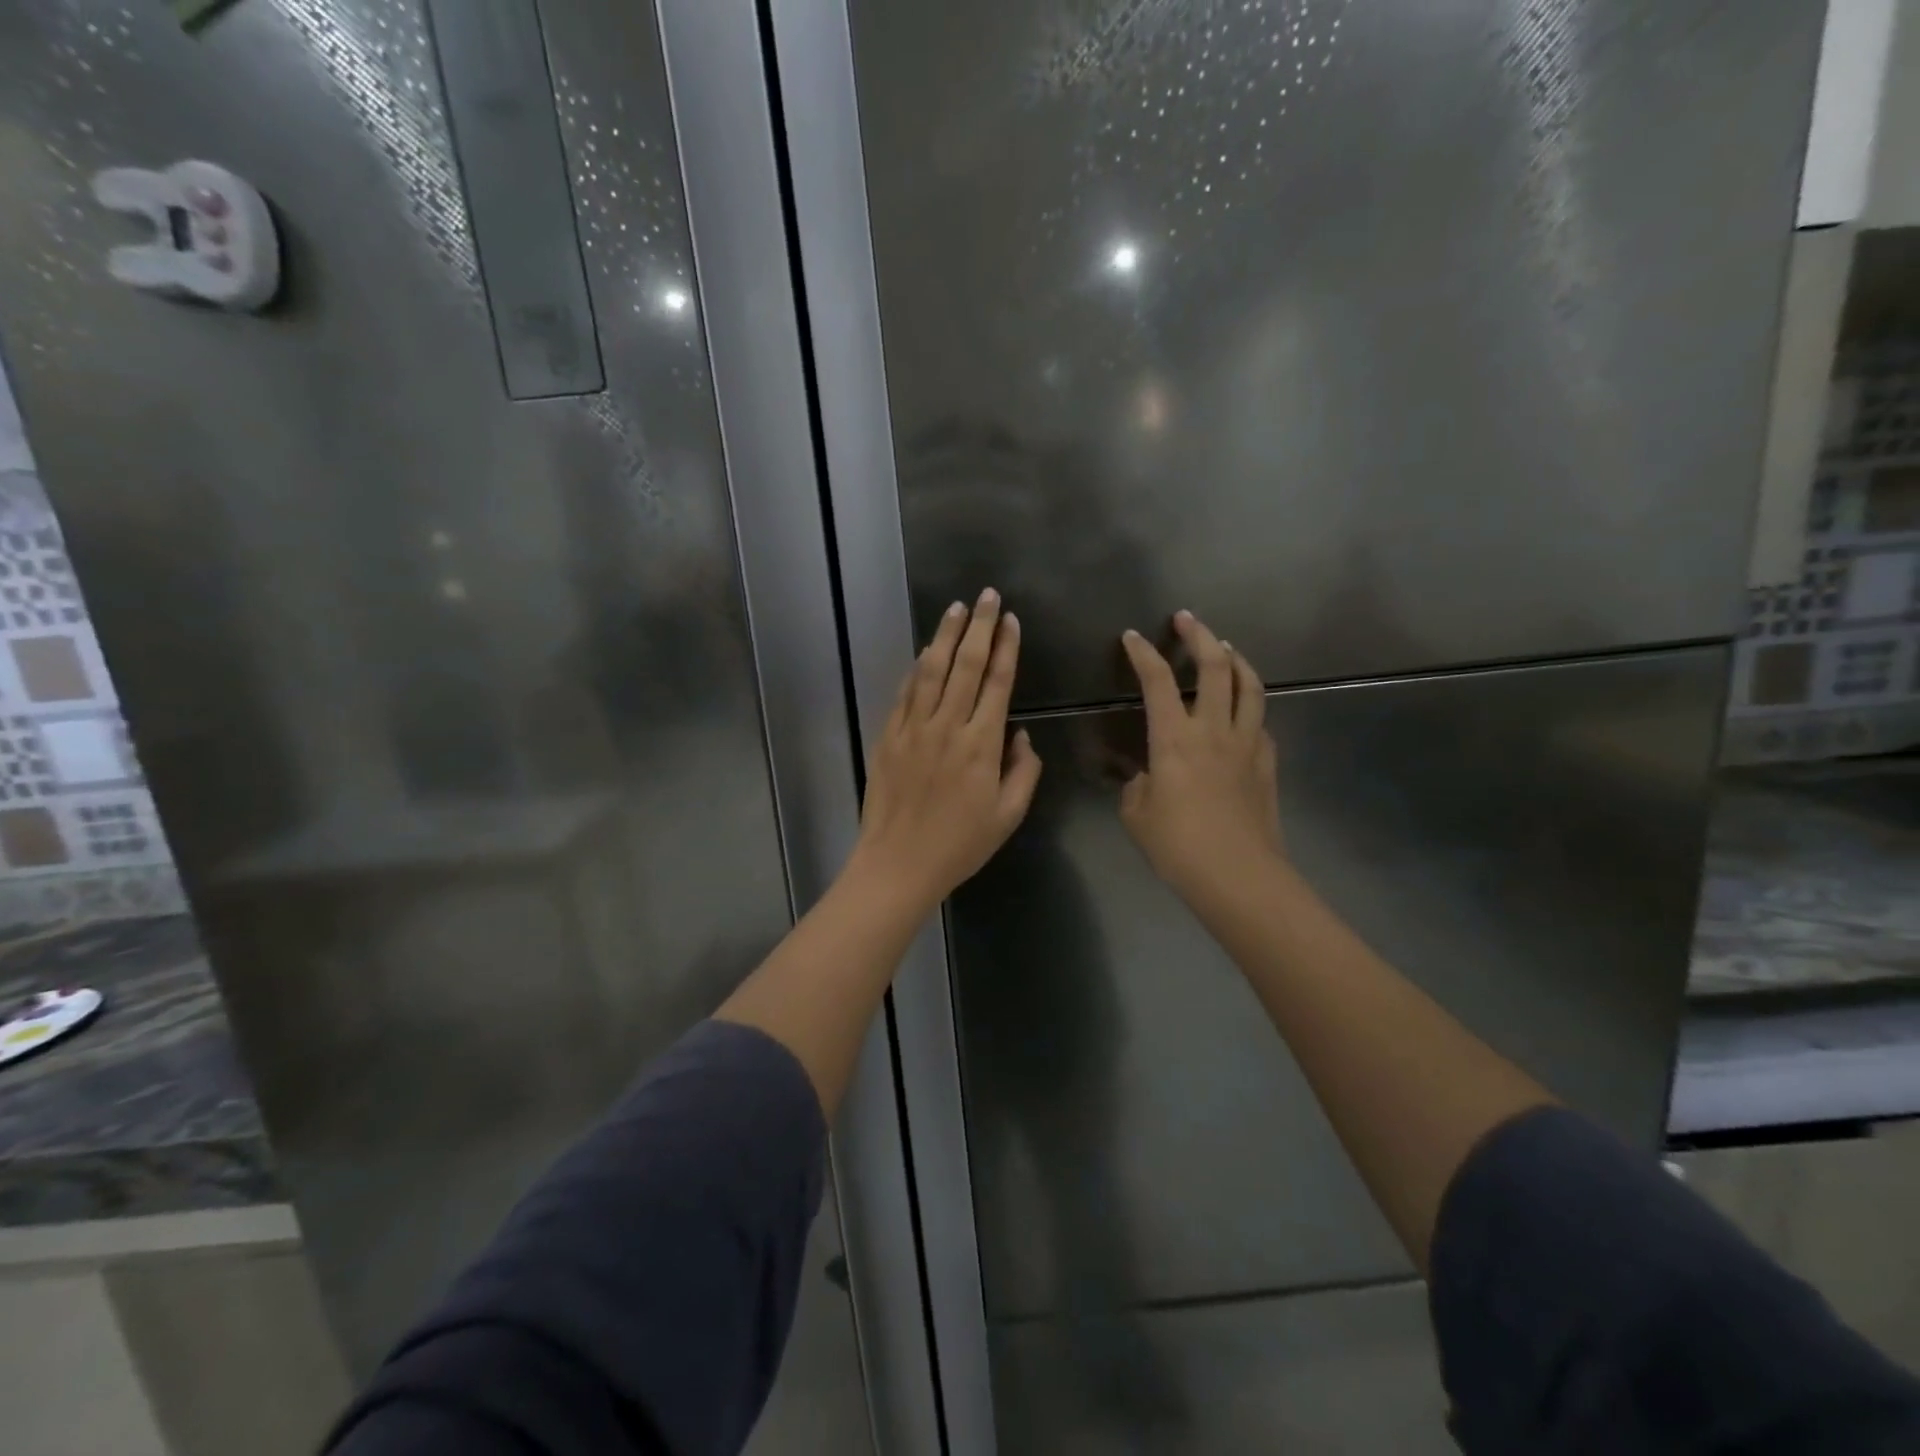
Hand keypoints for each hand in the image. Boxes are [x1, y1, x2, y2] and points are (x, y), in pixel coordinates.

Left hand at [851, 588, 1042, 909]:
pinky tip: (926, 651)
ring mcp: (913, 729)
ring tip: (957, 608)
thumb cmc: (960, 845)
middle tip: (987, 596)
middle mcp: (947, 727)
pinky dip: (917, 668)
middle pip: (966, 666)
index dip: (1006, 648)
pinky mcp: (889, 737)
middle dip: (979, 627)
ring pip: (932, 671)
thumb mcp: (1008, 816)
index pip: (997, 683)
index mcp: (981, 745)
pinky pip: (905, 693)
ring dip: (946, 636)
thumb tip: (1021, 735)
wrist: (898, 863)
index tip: (1011, 620)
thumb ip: (1024, 772)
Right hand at [1118, 611, 1282, 910]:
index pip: (1157, 681)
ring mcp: (1247, 743)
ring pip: (1249, 685)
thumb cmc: (1178, 846)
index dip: (1143, 653)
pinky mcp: (1267, 762)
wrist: (1239, 877)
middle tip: (1186, 619)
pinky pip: (1260, 720)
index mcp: (1174, 738)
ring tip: (1225, 648)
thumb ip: (1137, 784)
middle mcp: (1213, 729)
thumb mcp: (1137, 814)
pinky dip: (1249, 703)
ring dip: (1235, 659)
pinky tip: (1243, 709)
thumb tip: (1146, 775)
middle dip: (1198, 635)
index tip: (1133, 636)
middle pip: (1214, 666)